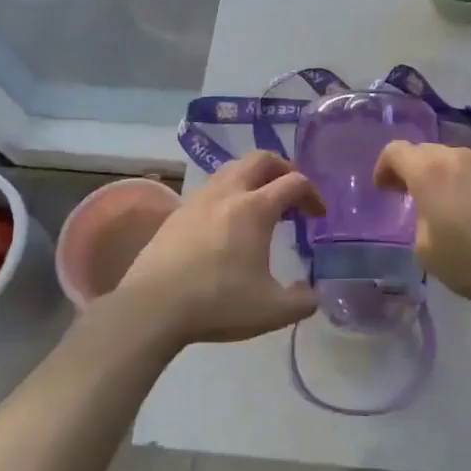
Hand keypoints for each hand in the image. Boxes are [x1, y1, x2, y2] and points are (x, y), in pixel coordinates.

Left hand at [115, 152, 323, 348]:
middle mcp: (228, 193)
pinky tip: (227, 222)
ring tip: (261, 202)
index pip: (294, 182)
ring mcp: (198, 199)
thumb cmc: (217, 303)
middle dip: (283, 168)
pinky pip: (210, 187)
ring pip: (232, 168)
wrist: (152, 307)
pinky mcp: (177, 212)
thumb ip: (302, 301)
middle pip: (261, 159)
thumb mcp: (272, 311)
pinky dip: (228, 192)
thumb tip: (311, 293)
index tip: (318, 215)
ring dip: (253, 176)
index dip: (312, 194)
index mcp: (255, 208)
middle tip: (292, 191)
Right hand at [373, 143, 470, 304]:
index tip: (384, 190)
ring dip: (445, 179)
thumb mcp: (428, 254)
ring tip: (448, 209)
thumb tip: (428, 216)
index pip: (395, 151)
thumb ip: (418, 226)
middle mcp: (458, 157)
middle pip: (426, 152)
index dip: (383, 168)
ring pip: (456, 162)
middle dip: (413, 172)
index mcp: (430, 171)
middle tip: (410, 198)